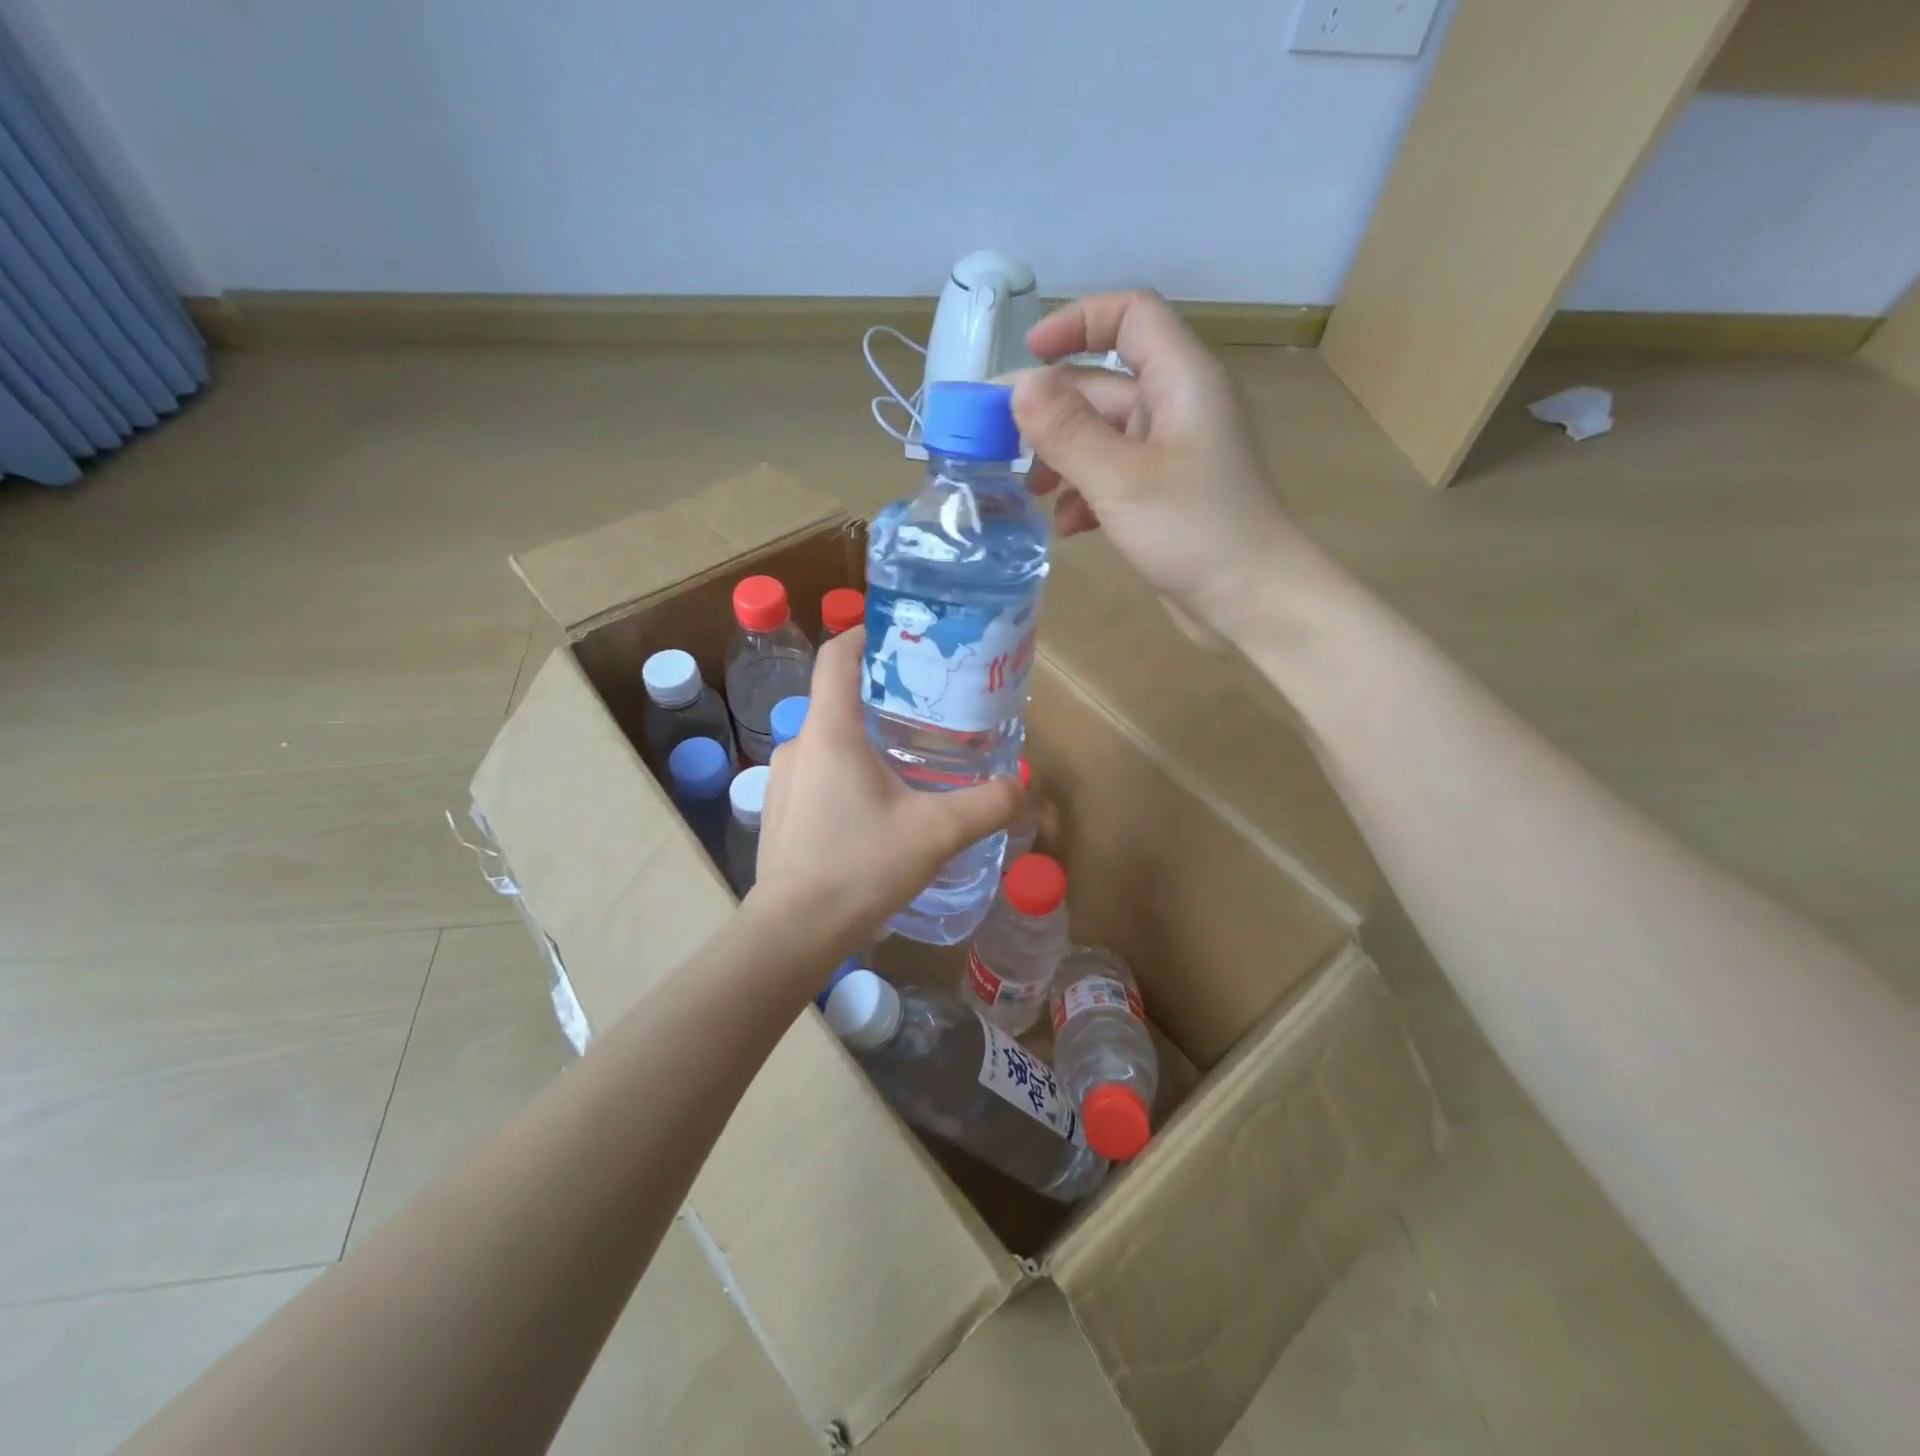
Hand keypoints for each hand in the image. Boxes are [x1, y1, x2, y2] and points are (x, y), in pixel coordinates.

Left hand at [750, 629, 1021, 958]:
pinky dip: (845, 772)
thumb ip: (985, 805)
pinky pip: (816, 772)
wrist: (794, 931)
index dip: (865, 635)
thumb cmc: (861, 866)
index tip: (899, 636)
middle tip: (925, 710)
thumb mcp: (936, 833)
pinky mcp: (779, 810)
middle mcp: (799, 744)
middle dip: (880, 696)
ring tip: (907, 761)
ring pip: (828, 740)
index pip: (837, 656)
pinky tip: (874, 808)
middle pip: (837, 698)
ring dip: (864, 740)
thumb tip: (1020, 784)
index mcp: (831, 731)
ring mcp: (782, 778)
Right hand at [1012, 290, 1310, 639]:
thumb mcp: (1120, 479)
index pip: (1130, 316)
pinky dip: (1087, 495)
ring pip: (1104, 437)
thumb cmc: (1194, 532)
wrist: (1254, 602)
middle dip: (1053, 411)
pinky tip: (1069, 528)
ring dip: (1064, 458)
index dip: (1077, 322)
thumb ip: (1067, 431)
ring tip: (1033, 493)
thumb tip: (1019, 388)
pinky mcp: (1166, 497)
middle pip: (1105, 385)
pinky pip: (1116, 478)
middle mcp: (1178, 407)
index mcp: (1181, 380)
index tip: (1028, 356)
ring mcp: (1173, 455)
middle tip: (1002, 443)